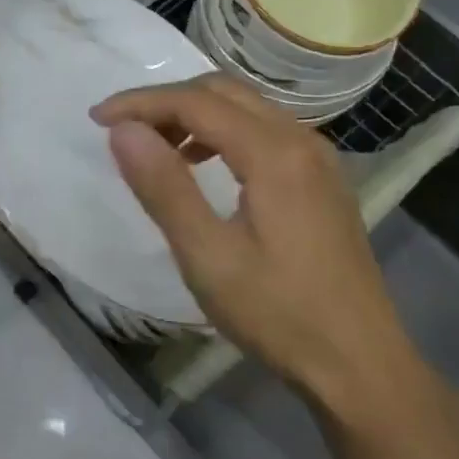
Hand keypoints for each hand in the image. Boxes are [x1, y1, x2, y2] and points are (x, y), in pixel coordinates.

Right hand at [91, 74, 416, 406]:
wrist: (362, 367)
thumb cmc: (279, 314)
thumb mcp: (207, 256)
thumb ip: (163, 187)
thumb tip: (122, 130)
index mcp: (274, 153)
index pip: (195, 102)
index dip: (140, 103)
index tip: (96, 118)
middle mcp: (301, 140)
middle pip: (222, 91)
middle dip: (166, 101)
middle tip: (124, 131)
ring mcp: (317, 158)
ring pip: (244, 106)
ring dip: (193, 113)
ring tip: (156, 148)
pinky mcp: (321, 179)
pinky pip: (262, 129)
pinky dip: (221, 131)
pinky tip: (202, 166)